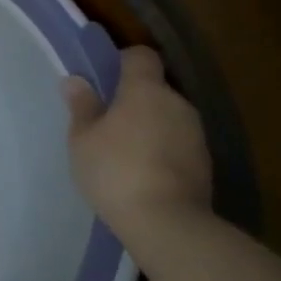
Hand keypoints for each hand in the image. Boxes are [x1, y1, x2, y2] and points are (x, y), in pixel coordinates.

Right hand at [63, 46, 211, 239]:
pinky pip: (179, 144)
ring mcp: (196, 134)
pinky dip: (163, 151)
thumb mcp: (83, 139)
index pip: (141, 56)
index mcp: (146, 89)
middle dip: (134, 100)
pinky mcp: (205, 164)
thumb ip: (82, 106)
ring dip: (150, 126)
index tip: (105, 80)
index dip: (123, 61)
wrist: (167, 224)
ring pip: (168, 117)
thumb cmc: (116, 170)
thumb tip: (76, 80)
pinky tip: (145, 174)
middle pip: (155, 89)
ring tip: (125, 153)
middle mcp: (177, 103)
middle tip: (107, 122)